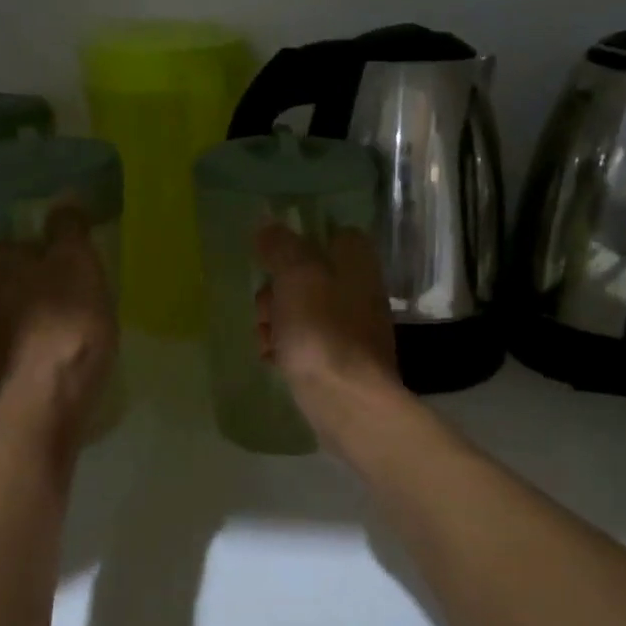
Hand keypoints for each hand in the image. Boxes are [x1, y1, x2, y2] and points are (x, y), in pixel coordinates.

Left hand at [0, 205, 117, 427]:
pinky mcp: (3, 375)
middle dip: (19, 281)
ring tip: (68, 315)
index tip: (34, 250)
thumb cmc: (64, 317)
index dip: (3, 248)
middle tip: (58, 280)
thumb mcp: (76, 261)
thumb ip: (68, 229)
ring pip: (4, 317)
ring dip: (28, 314)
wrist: (52, 396)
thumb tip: (64, 199)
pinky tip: (66, 347)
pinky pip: (18, 347)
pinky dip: (36, 344)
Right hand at [254, 223, 400, 416]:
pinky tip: (273, 360)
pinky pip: (307, 341)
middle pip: (308, 275)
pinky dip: (287, 347)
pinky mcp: (342, 358)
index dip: (298, 242)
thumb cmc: (321, 330)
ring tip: (266, 340)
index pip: (331, 233)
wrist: (346, 401)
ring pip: (303, 310)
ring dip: (276, 321)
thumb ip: (281, 247)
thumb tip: (268, 225)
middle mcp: (360, 288)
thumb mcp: (296, 276)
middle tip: (266, 309)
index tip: (271, 258)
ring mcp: (352, 326)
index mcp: (356, 261)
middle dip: (276, 291)